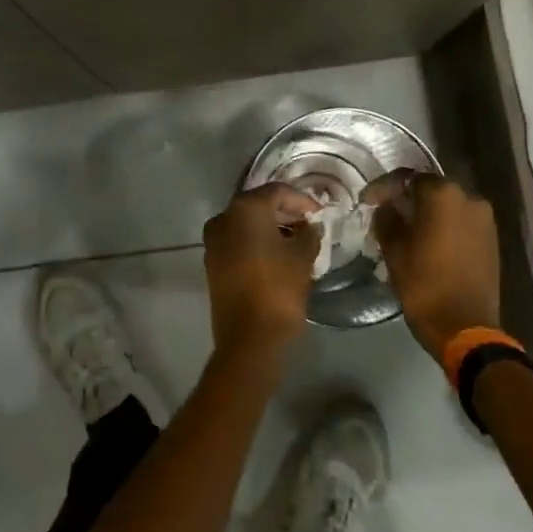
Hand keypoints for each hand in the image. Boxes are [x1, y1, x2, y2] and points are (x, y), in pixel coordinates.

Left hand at [202, 184, 319, 360]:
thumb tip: (309, 226)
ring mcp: (214, 240)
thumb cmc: (278, 290)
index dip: (302, 200)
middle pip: (259, 204)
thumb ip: (309, 233)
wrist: (248, 339)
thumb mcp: (303, 257)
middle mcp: (224, 217)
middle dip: (285, 211)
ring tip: (297, 240)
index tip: (320, 213)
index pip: (278, 191)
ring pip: (246, 223)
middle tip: (309, 224)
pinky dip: (257, 241)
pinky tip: (278, 254)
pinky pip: (238, 241)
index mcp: (246, 209)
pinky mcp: (212, 262)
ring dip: (271, 227)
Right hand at [369, 174, 501, 359]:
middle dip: (407, 199)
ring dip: (426, 214)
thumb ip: (387, 218)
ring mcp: (485, 219)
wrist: (467, 329)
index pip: (407, 178)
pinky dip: (443, 226)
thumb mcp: (394, 250)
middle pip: (430, 190)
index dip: (384, 187)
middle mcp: (470, 198)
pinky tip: (428, 242)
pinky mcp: (492, 240)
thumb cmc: (425, 285)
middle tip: (385, 214)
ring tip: (405, 230)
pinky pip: (461, 223)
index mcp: (444, 194)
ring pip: (447, 207)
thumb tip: (387, 207)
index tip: (367, 201)